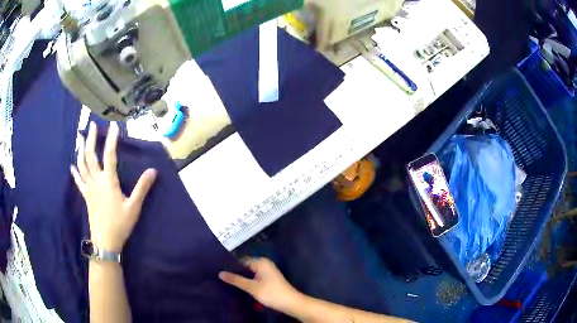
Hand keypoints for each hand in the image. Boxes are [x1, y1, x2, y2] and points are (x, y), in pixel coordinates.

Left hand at [71, 122, 156, 252]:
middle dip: (91, 139)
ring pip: (83, 165)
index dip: (111, 139)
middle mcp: (97, 181)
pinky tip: (72, 165)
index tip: (113, 125)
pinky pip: (79, 181)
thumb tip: (153, 171)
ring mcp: (89, 188)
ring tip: (80, 139)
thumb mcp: (134, 207)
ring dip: (81, 151)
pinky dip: (75, 172)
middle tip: (91, 125)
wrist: (105, 241)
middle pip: (91, 156)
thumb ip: (142, 188)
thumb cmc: (120, 224)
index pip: (110, 155)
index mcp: (109, 181)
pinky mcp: (86, 196)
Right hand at [219, 258, 304, 313]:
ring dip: (241, 277)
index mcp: (261, 262)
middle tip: (221, 277)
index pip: (241, 260)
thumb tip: (220, 273)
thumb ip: (236, 280)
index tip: (218, 270)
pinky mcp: (269, 278)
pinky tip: (240, 285)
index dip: (230, 265)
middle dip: (235, 271)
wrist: (290, 302)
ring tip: (227, 281)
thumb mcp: (252, 287)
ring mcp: (267, 271)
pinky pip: (254, 276)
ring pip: (250, 272)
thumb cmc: (271, 293)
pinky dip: (248, 280)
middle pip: (245, 266)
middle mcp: (264, 263)